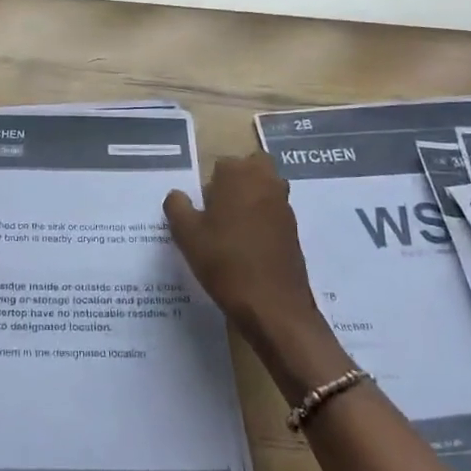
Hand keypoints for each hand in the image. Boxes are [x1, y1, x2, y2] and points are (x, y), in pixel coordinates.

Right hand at [165, 152, 348, 397]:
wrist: (273, 306)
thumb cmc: (224, 261)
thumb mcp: (186, 234)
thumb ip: (177, 207)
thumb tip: (177, 195)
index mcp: (239, 175)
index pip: (222, 164)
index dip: (210, 184)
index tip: (201, 207)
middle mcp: (267, 182)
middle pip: (253, 168)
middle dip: (238, 181)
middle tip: (218, 208)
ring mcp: (284, 207)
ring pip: (267, 190)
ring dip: (252, 201)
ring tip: (230, 230)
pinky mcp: (294, 232)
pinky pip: (274, 215)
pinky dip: (262, 223)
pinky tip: (246, 249)